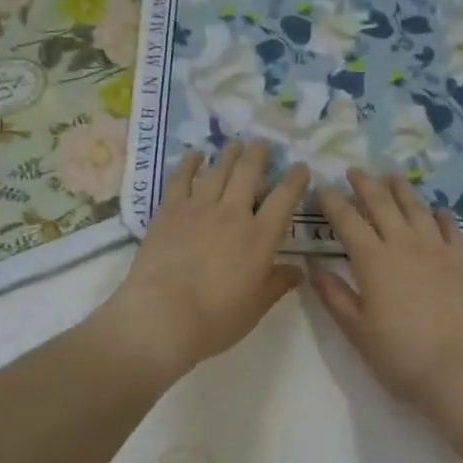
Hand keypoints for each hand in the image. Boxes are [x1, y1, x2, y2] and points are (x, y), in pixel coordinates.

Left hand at [98, 141, 309, 381]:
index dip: (295, 180)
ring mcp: (199, 208)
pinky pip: (181, 179)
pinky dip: (189, 164)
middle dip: (258, 155)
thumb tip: (298, 271)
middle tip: (262, 144)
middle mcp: (233, 214)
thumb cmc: (216, 319)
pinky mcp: (169, 211)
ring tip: (234, 143)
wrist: (162, 316)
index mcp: (260, 237)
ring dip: (228, 154)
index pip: (284, 199)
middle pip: (249, 173)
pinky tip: (194, 156)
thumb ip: (277, 283)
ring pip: (218, 170)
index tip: (300, 167)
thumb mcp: (256, 306)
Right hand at [311, 168, 462, 411]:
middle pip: (382, 204)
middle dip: (365, 184)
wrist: (461, 368)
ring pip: (416, 207)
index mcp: (373, 260)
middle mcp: (405, 244)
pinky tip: (437, 211)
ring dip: (401, 189)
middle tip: (354, 170)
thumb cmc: (401, 355)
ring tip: (392, 176)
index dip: (332, 202)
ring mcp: (438, 248)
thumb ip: (334, 295)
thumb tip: (313, 267)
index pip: (347, 221)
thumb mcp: (357, 330)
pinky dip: (440, 215)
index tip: (322, 187)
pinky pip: (451, 227)